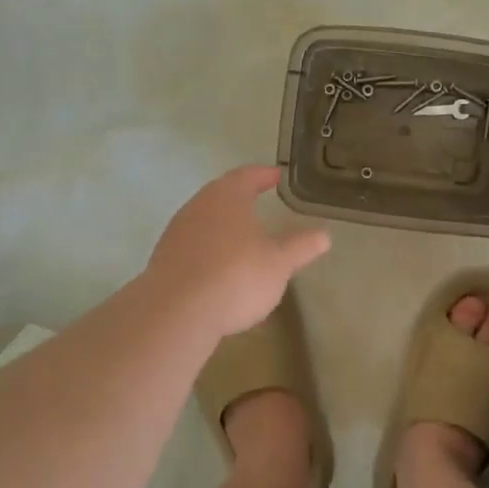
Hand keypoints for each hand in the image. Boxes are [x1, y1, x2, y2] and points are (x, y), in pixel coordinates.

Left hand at [145, 166, 330, 338]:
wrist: (176, 312)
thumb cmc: (236, 277)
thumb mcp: (279, 263)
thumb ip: (301, 246)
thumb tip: (324, 234)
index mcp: (227, 197)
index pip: (247, 176)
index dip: (263, 175)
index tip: (276, 175)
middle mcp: (198, 206)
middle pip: (221, 194)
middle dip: (240, 197)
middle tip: (258, 199)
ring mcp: (176, 232)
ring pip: (204, 219)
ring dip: (222, 224)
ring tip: (241, 235)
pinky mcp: (164, 259)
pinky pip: (192, 244)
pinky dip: (208, 247)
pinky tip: (218, 266)